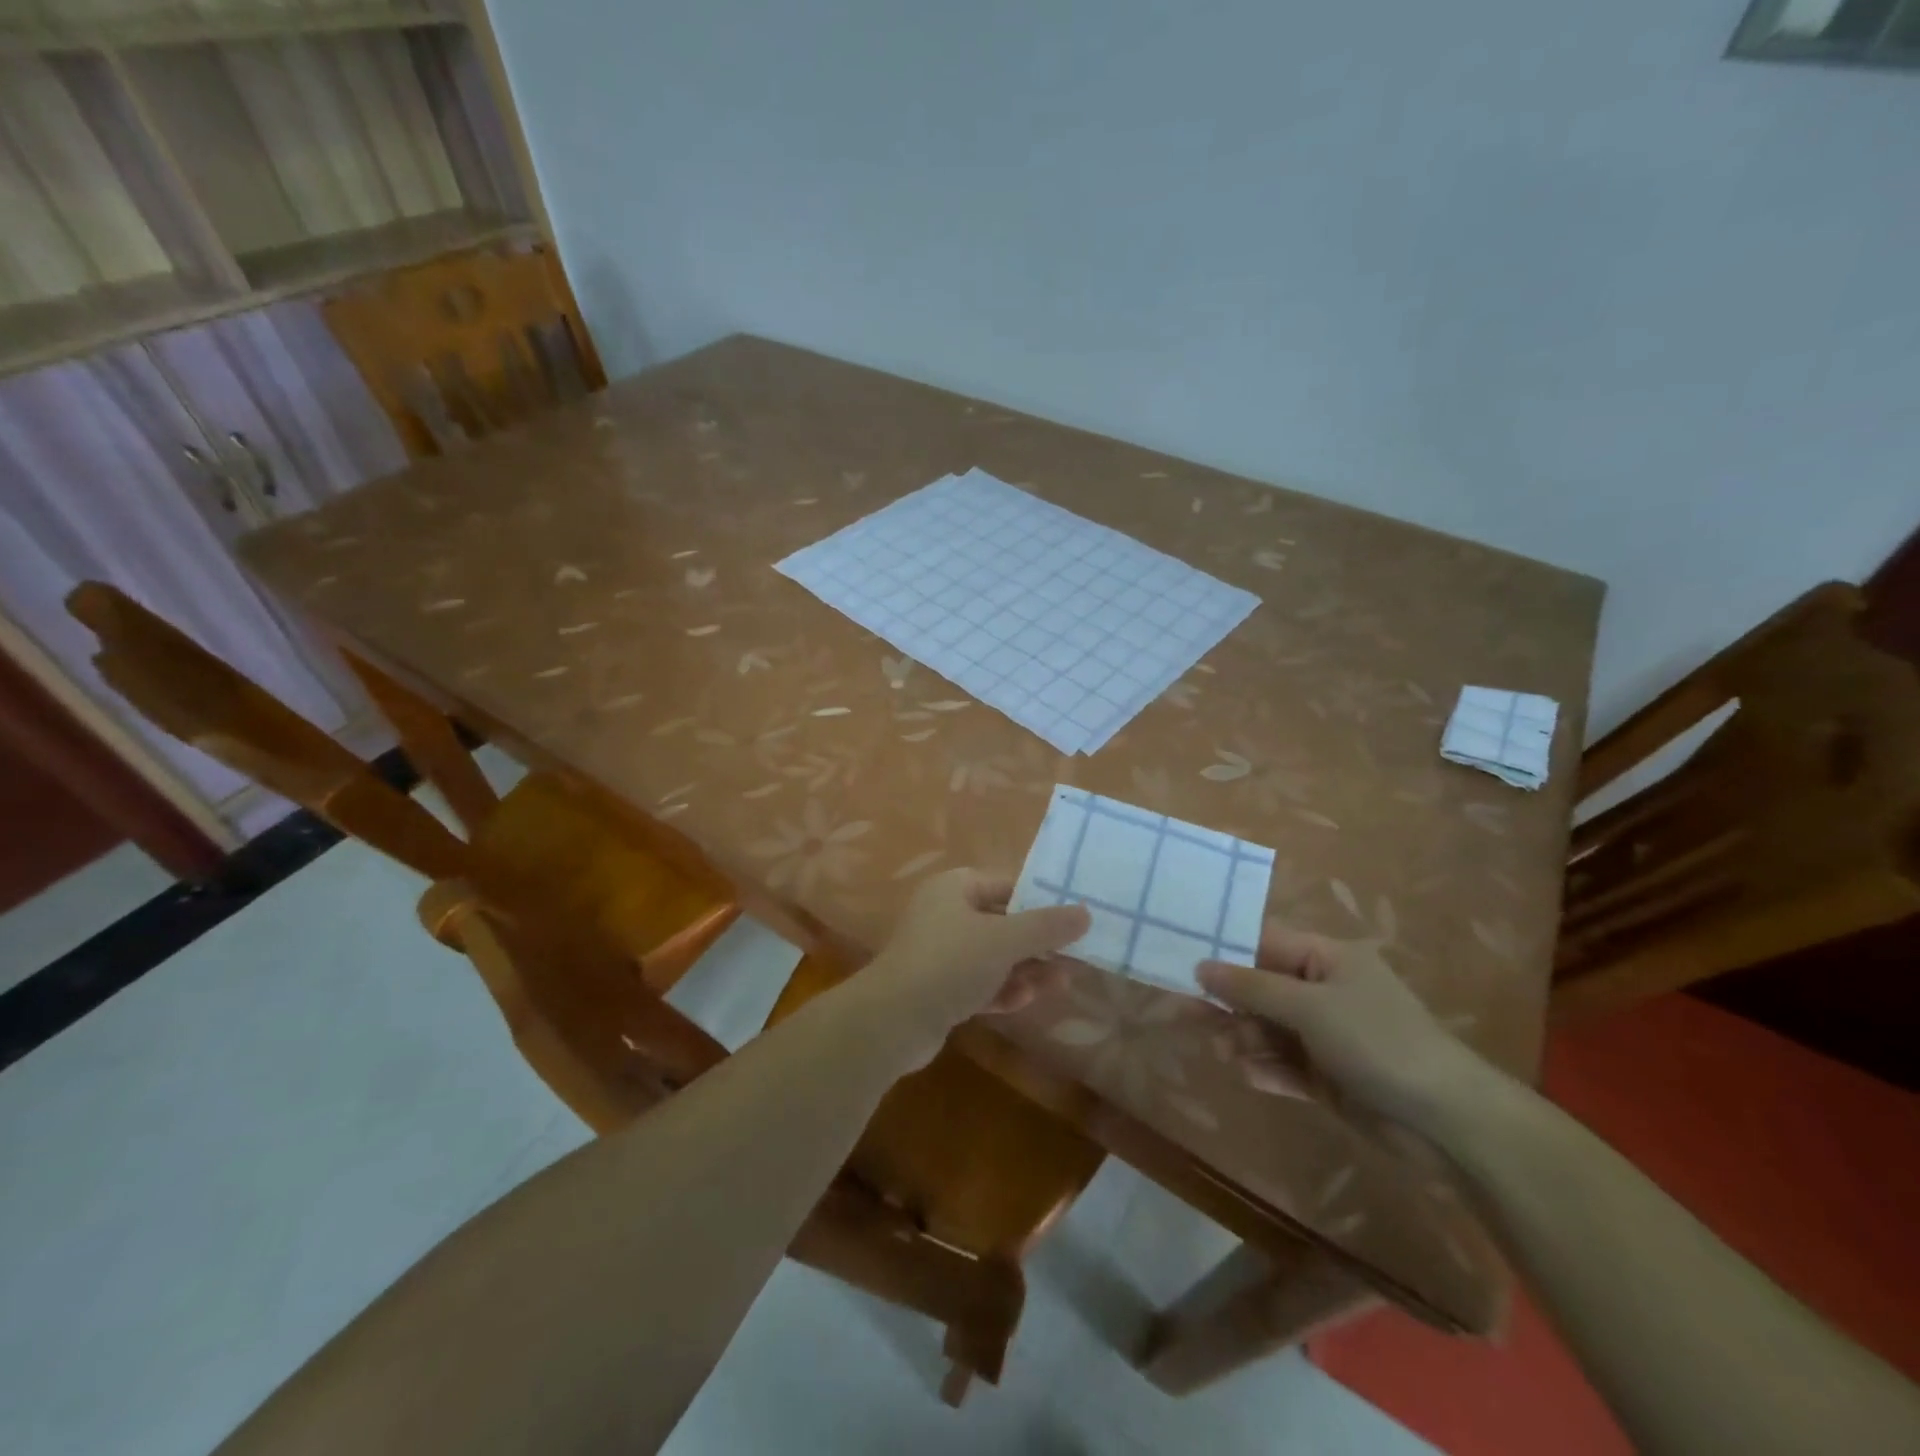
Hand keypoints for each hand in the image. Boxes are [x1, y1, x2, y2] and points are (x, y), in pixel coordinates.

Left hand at [855, 868, 1089, 1068]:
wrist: (892, 1020)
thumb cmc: (950, 963)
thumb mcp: (1004, 940)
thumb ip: (1046, 927)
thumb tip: (1085, 912)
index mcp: (955, 888)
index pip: (1007, 885)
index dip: (1041, 901)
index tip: (1075, 918)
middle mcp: (945, 913)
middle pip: (1002, 922)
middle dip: (1037, 942)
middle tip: (1075, 956)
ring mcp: (939, 953)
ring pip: (992, 956)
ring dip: (1025, 969)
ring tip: (1061, 983)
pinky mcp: (937, 989)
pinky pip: (978, 983)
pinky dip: (1001, 989)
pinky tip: (1024, 1001)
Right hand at [1198, 922, 1484, 1129]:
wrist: (1447, 1123)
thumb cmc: (1378, 1042)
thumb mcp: (1310, 1007)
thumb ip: (1251, 987)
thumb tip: (1200, 966)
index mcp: (1326, 959)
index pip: (1263, 941)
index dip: (1224, 948)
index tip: (1183, 957)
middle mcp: (1323, 991)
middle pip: (1260, 988)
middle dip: (1227, 1001)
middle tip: (1186, 1012)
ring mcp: (1325, 1035)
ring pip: (1267, 1028)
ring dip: (1244, 1038)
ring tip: (1228, 1052)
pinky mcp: (1327, 1076)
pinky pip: (1283, 1064)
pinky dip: (1266, 1069)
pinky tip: (1252, 1075)